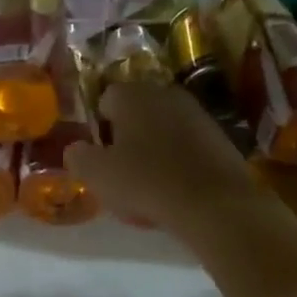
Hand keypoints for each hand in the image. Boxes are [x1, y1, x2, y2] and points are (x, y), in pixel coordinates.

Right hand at [65, 84, 259, 235]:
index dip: (99, 128)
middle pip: (137, 112)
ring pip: (164, 128)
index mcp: (132, 94)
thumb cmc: (146, 182)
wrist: (213, 203)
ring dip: (154, 149)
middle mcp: (165, 93)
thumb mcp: (97, 175)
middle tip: (122, 171)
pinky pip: (188, 145)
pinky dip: (180, 161)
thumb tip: (75, 149)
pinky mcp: (220, 136)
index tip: (100, 156)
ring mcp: (197, 113)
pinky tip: (177, 189)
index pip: (105, 99)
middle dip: (128, 136)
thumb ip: (78, 157)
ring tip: (150, 184)